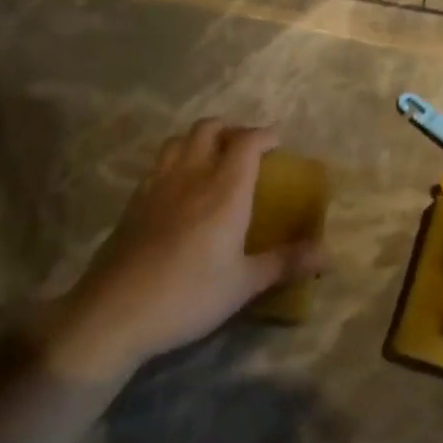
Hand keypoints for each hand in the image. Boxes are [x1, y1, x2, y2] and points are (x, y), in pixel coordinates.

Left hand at [40, 119, 319, 383]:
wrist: (113, 314)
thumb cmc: (188, 296)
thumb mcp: (244, 283)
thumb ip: (286, 263)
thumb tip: (329, 256)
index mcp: (224, 190)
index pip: (247, 142)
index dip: (265, 135)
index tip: (278, 144)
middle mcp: (191, 176)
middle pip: (209, 129)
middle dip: (232, 130)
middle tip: (247, 149)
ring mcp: (157, 186)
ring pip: (178, 140)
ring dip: (201, 139)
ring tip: (213, 159)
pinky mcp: (133, 202)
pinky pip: (159, 163)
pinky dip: (176, 160)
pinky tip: (181, 187)